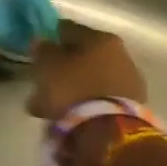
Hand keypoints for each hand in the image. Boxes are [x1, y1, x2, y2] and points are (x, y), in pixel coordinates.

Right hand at [28, 24, 149, 165]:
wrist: (109, 135)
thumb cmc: (74, 91)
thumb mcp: (48, 66)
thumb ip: (42, 50)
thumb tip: (42, 40)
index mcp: (101, 38)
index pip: (69, 30)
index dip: (49, 39)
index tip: (35, 53)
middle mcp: (120, 55)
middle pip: (81, 58)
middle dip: (59, 72)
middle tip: (38, 87)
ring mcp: (129, 83)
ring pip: (88, 82)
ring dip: (68, 93)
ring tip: (45, 111)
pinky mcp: (131, 109)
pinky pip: (98, 101)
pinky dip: (82, 107)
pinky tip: (65, 120)